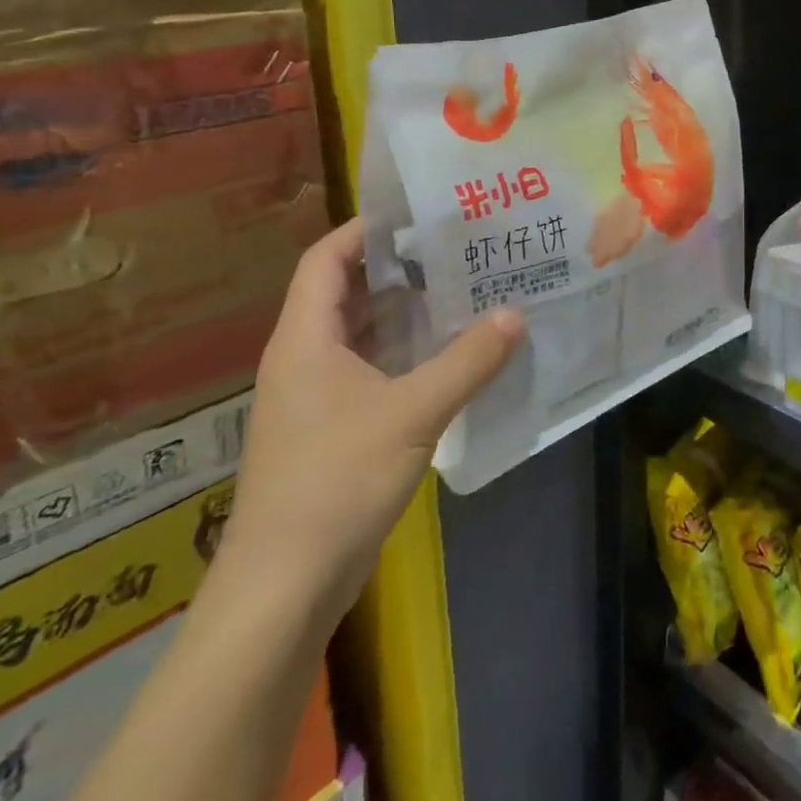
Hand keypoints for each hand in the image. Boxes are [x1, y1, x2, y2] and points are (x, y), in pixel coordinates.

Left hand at [217, 217, 524, 623]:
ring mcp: (316, 397)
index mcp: (306, 339)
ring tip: (464, 292)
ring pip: (363, 336)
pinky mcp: (333, 430)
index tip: (419, 214)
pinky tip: (451, 358)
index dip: (366, 230)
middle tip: (458, 250)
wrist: (284, 586)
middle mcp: (305, 358)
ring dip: (407, 314)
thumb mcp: (412, 412)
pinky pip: (372, 372)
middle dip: (399, 269)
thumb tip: (516, 315)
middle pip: (348, 293)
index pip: (327, 259)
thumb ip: (467, 361)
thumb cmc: (337, 482)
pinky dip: (407, 356)